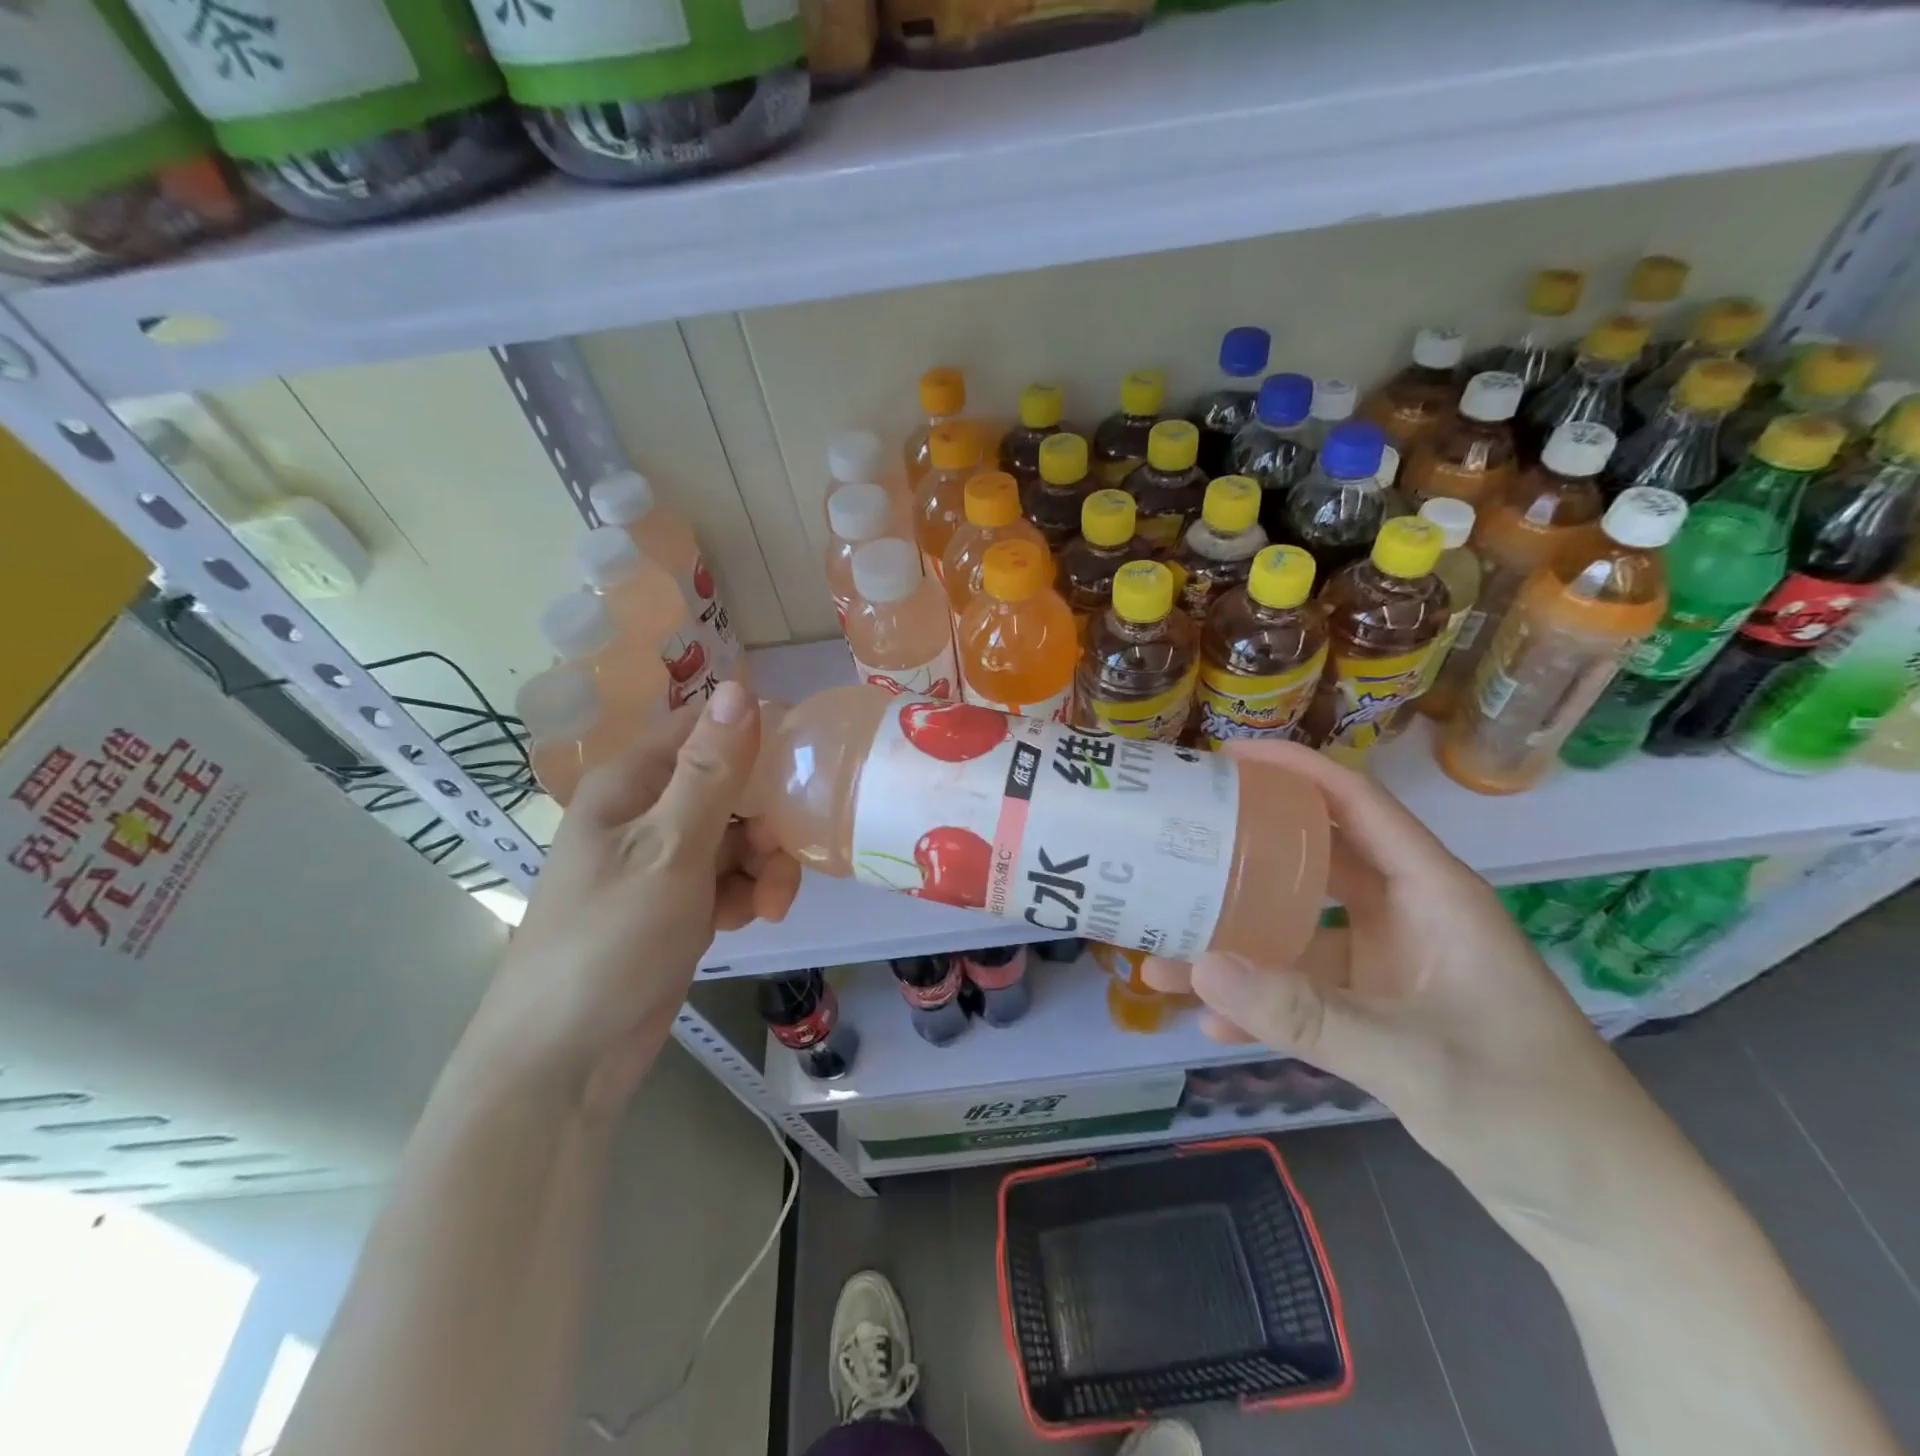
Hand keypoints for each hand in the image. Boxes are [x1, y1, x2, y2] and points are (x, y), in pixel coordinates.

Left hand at [461, 683, 801, 1114]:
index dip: (758, 737)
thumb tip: (739, 686)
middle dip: (767, 818)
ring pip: (738, 835)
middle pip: (731, 785)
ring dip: (764, 864)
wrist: (566, 1060)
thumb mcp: (670, 849)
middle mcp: (647, 811)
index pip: (706, 727)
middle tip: (781, 857)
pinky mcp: (677, 903)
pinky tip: (747, 922)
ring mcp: (663, 859)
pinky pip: (729, 877)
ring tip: (769, 906)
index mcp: (633, 782)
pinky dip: (747, 894)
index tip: (807, 766)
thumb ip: (711, 771)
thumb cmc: (610, 942)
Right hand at [1145, 739, 1657, 1245]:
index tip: (1222, 757)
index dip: (1292, 770)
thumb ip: (1303, 1014)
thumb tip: (1197, 964)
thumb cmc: (1533, 1112)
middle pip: (1314, 857)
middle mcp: (1405, 914)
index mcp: (1432, 893)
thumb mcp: (1412, 1059)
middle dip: (1246, 845)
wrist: (1606, 1212)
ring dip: (1238, 938)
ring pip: (1299, 928)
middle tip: (1178, 836)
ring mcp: (1389, 963)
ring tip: (1164, 946)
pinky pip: (1304, 987)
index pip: (1355, 803)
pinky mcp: (1378, 1009)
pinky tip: (1212, 1019)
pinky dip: (1260, 998)